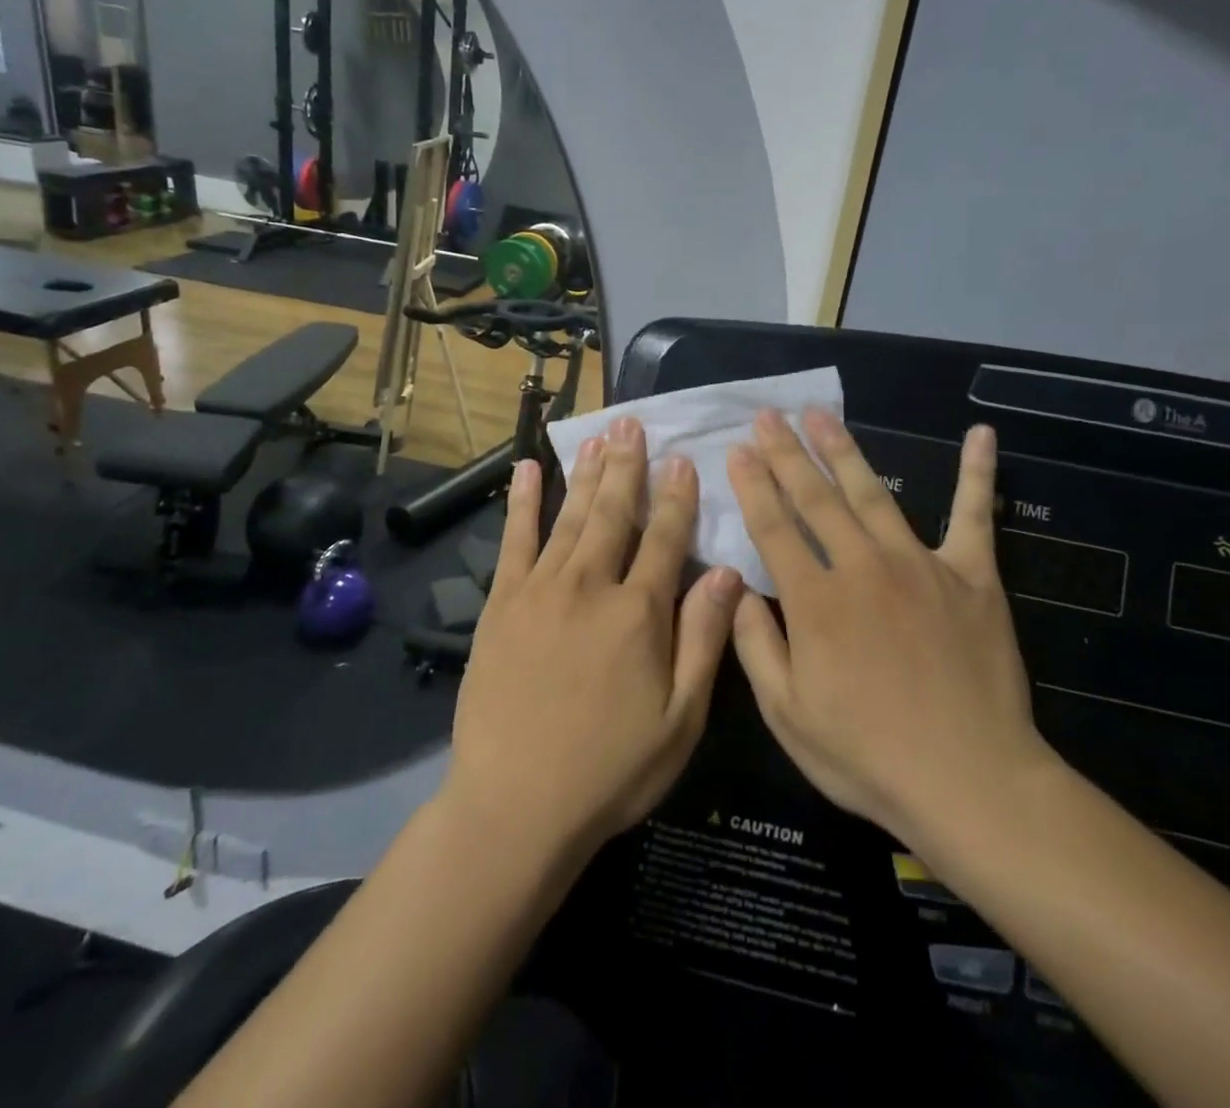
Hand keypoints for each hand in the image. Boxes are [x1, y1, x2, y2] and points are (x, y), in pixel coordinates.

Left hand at [444, 417, 743, 861]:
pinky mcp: (502, 604)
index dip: (677, 497)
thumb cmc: (610, 770)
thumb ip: (703, 639)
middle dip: (628, 466)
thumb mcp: (680, 719)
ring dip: (588, 473)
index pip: (665, 538)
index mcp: (639, 613)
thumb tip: (727, 572)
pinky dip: (524, 502)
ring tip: (599, 435)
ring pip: (571, 517)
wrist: (515, 805)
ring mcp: (541, 590)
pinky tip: (530, 470)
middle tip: (633, 423)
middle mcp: (591, 586)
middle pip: (614, 513)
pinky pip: (515, 540)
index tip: (683, 458)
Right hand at [727, 411, 1059, 854]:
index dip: (752, 485)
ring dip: (843, 450)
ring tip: (821, 414)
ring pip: (873, 493)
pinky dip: (977, 474)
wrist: (971, 782)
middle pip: (815, 498)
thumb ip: (754, 645)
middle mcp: (862, 568)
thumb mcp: (787, 714)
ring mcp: (920, 565)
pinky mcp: (973, 576)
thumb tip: (735, 588)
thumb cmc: (868, 756)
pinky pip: (973, 516)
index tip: (737, 449)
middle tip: (768, 415)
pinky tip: (980, 434)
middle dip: (786, 453)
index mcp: (815, 601)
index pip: (773, 527)